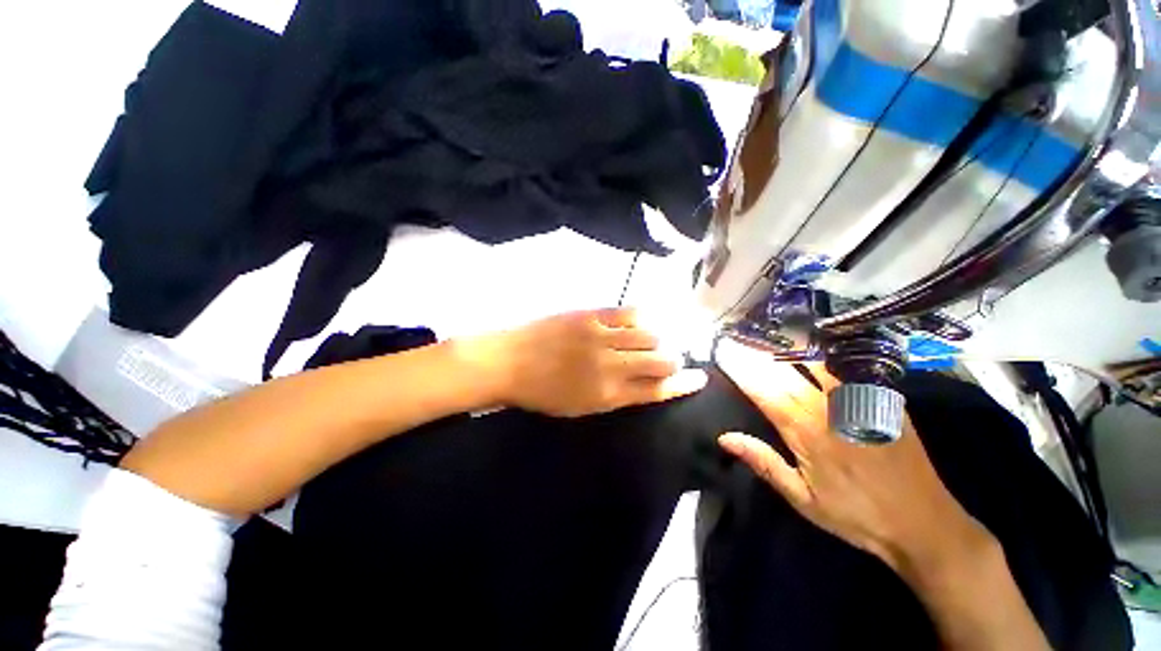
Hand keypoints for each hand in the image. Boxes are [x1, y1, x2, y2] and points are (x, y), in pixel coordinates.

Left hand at [466, 308, 707, 417]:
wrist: (509, 362)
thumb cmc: (542, 392)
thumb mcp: (580, 407)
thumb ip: (615, 396)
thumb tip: (644, 385)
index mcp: (608, 395)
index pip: (658, 389)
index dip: (683, 384)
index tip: (699, 378)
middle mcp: (611, 366)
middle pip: (660, 360)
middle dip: (675, 360)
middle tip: (673, 357)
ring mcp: (601, 337)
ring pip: (649, 334)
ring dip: (661, 338)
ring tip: (659, 338)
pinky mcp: (591, 315)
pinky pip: (628, 312)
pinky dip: (643, 316)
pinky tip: (645, 318)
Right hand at [714, 339, 993, 577]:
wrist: (925, 524)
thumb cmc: (856, 515)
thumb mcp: (802, 499)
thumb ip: (763, 463)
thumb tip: (725, 437)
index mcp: (806, 433)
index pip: (764, 391)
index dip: (741, 370)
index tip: (724, 354)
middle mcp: (828, 409)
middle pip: (785, 372)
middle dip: (758, 354)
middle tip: (739, 338)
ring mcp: (858, 401)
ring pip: (815, 364)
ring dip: (787, 349)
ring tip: (767, 337)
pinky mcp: (881, 400)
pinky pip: (846, 369)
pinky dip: (822, 356)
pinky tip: (812, 348)